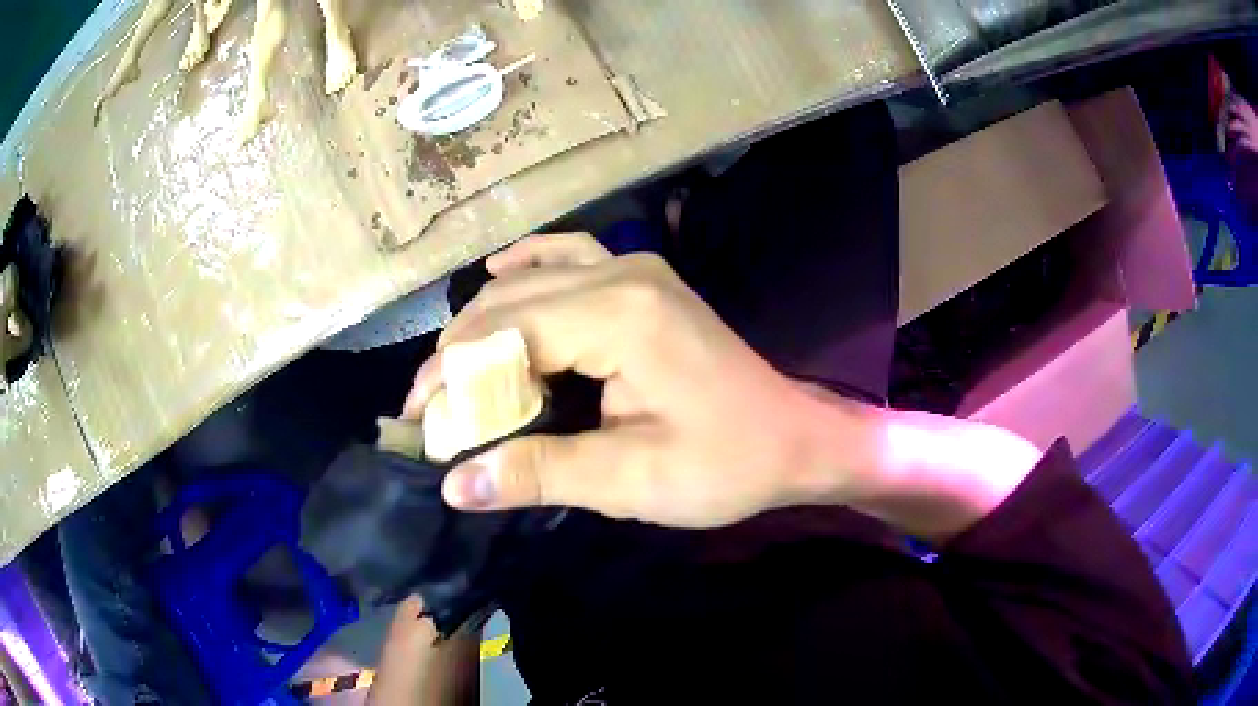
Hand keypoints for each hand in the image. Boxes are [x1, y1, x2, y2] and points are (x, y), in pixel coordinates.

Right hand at [404, 234, 867, 527]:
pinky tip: (497, 278)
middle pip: (509, 303)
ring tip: (452, 372)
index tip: (419, 426)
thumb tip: (454, 483)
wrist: (795, 437)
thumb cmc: (727, 464)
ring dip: (484, 323)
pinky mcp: (643, 280)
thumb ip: (540, 472)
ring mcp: (635, 268)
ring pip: (531, 280)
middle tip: (427, 409)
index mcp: (619, 316)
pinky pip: (569, 257)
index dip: (452, 380)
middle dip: (458, 357)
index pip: (504, 335)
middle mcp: (621, 274)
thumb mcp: (632, 480)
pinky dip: (526, 270)